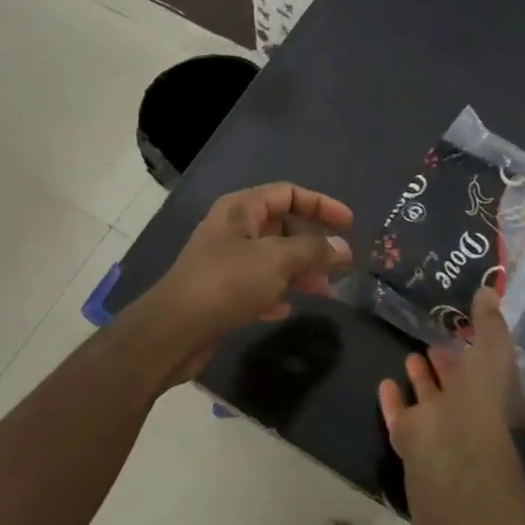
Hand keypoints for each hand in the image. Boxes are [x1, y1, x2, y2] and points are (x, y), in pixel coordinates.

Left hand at [142, 182, 353, 381]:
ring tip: (323, 291)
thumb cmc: (227, 283)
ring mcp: (224, 261)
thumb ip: (314, 251)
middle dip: (312, 245)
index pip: (288, 193)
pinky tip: (285, 309)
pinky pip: (256, 285)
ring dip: (299, 271)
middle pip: (282, 227)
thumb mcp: (277, 261)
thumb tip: (343, 248)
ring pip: (272, 258)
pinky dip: (275, 292)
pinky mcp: (220, 291)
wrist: (174, 330)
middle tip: (338, 265)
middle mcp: (232, 229)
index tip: (349, 224)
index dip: (321, 205)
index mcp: (241, 209)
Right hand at [379, 285, 524, 461]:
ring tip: (411, 355)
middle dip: (448, 362)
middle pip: (457, 384)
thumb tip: (488, 289)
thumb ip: (489, 322)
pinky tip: (384, 381)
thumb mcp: (493, 350)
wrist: (451, 450)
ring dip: (421, 378)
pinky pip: (399, 414)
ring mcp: (437, 426)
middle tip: (433, 340)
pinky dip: (392, 400)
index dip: (477, 348)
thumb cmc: (480, 397)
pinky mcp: (409, 437)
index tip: (463, 326)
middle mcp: (468, 411)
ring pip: (428, 398)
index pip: (486, 367)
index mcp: (494, 393)